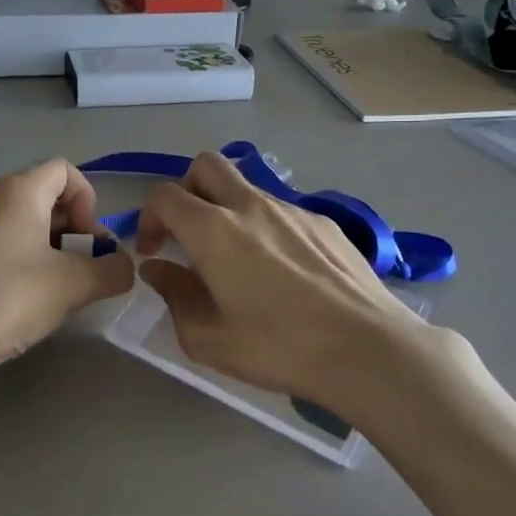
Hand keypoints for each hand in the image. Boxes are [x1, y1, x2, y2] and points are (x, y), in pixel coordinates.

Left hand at [0, 159, 134, 376]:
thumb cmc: (6, 299)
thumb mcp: (73, 285)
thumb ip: (112, 270)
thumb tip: (123, 266)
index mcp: (20, 190)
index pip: (66, 171)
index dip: (89, 201)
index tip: (90, 242)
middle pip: (46, 197)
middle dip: (74, 230)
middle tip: (82, 271)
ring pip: (24, 224)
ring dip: (51, 250)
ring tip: (57, 291)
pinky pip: (2, 244)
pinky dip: (23, 262)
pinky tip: (23, 301)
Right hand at [135, 152, 435, 410]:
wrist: (367, 349)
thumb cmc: (278, 347)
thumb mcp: (207, 338)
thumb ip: (174, 296)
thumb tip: (158, 269)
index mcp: (213, 230)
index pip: (165, 196)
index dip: (149, 218)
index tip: (154, 252)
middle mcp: (251, 206)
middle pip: (206, 166)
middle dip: (187, 191)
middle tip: (189, 233)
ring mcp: (293, 210)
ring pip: (247, 188)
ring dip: (229, 211)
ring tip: (240, 263)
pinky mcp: (325, 224)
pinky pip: (282, 213)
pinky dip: (267, 229)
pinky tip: (285, 274)